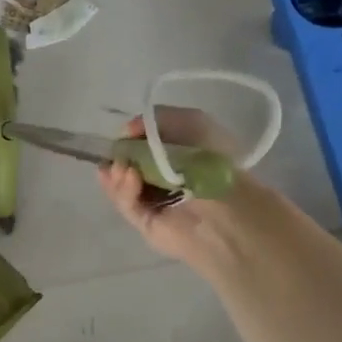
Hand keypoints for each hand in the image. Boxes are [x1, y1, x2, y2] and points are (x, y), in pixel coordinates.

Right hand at [96, 107, 253, 272]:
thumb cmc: (213, 160)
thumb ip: (157, 119)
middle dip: (116, 157)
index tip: (123, 134)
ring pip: (119, 185)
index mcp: (176, 155)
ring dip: (116, 173)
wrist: (226, 206)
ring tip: (123, 168)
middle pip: (124, 164)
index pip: (139, 145)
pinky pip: (126, 204)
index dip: (126, 139)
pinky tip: (129, 177)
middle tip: (114, 154)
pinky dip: (123, 189)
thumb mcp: (192, 121)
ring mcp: (152, 202)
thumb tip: (127, 131)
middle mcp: (162, 177)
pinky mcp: (145, 223)